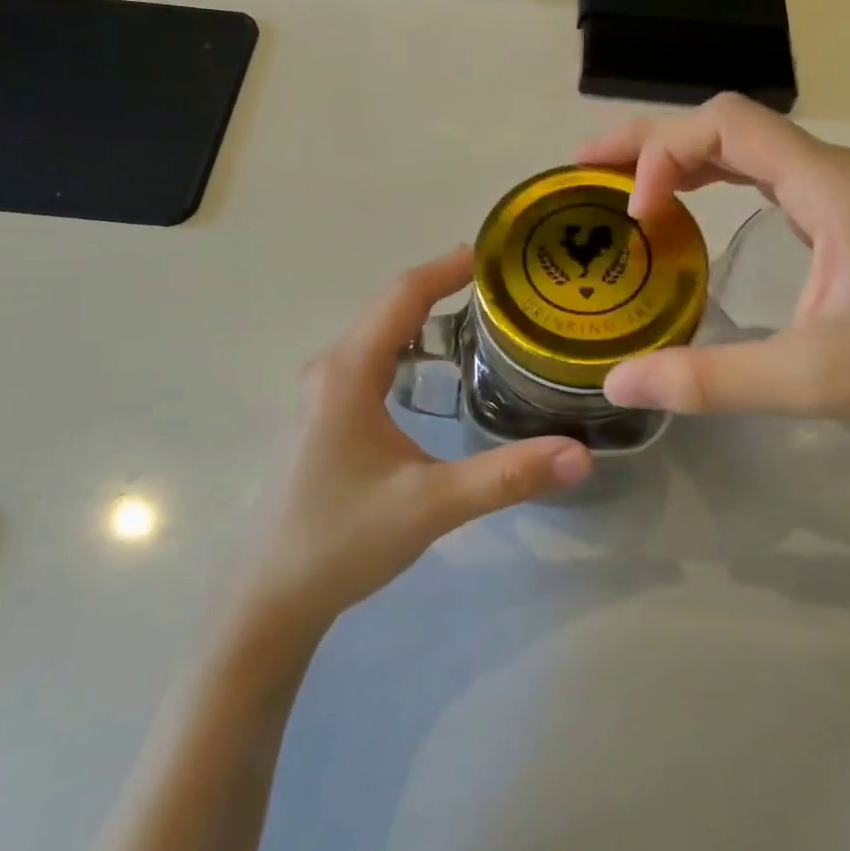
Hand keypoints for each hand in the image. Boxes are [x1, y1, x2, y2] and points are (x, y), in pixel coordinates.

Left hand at [237, 248, 591, 634]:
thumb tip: (580, 454)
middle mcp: (331, 368)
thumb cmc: (342, 541)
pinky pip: (371, 356)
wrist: (270, 598)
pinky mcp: (324, 413)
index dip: (448, 267)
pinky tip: (437, 367)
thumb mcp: (431, 507)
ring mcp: (322, 391)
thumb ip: (506, 476)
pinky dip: (409, 343)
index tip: (496, 253)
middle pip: (390, 305)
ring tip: (480, 313)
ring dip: (425, 314)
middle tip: (504, 285)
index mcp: (349, 372)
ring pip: (379, 331)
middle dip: (442, 285)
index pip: (403, 295)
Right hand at [578, 93, 849, 451]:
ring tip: (620, 182)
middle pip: (727, 123)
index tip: (635, 214)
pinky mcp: (844, 210)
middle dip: (654, 140)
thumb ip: (709, 379)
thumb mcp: (809, 379)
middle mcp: (834, 168)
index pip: (728, 125)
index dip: (665, 153)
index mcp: (830, 185)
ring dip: (680, 155)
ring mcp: (842, 186)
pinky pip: (762, 172)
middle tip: (587, 168)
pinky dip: (711, 177)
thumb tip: (615, 381)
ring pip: (744, 144)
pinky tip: (683, 206)